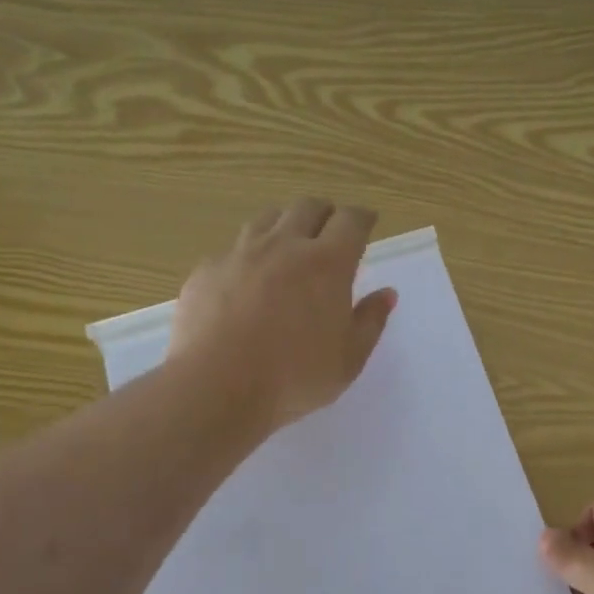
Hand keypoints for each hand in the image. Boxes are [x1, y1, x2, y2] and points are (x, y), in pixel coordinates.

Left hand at [168, 198, 397, 432]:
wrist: (216, 386)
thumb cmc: (294, 377)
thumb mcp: (348, 359)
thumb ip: (370, 322)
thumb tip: (386, 294)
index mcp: (327, 263)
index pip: (351, 221)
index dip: (362, 218)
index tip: (367, 223)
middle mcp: (284, 245)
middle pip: (307, 207)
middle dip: (324, 213)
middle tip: (329, 231)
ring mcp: (241, 254)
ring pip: (266, 219)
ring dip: (284, 224)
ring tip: (287, 246)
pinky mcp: (207, 270)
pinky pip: (232, 249)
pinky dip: (247, 255)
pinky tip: (245, 278)